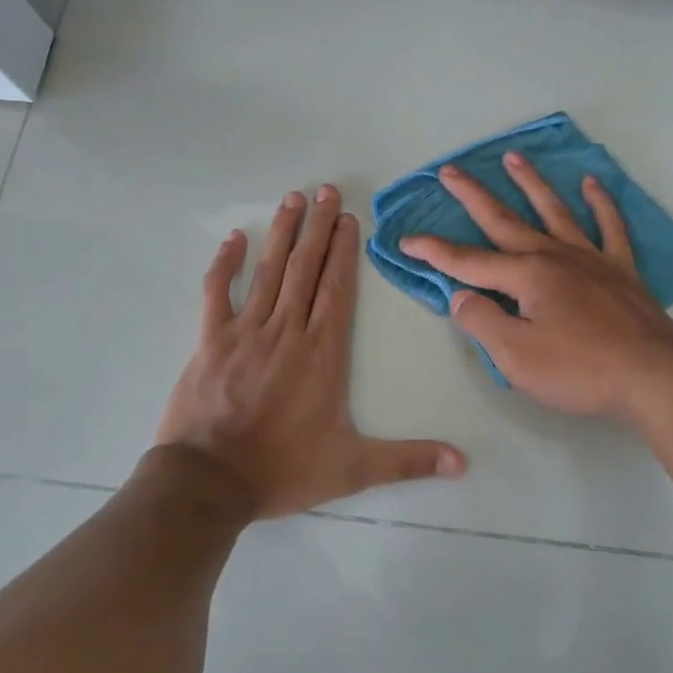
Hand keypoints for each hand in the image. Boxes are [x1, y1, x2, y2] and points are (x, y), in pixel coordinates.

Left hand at [155, 185, 466, 517]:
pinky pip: (218, 292)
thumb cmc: (283, 470)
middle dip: (319, 227)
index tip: (349, 218)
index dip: (344, 251)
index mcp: (322, 352)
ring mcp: (246, 331)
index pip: (337, 289)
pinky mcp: (211, 340)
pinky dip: (226, 264)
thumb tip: (463, 464)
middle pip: (307, 268)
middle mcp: (287, 330)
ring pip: (270, 271)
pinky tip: (236, 238)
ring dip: (284, 233)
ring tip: (294, 199)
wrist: (209, 483)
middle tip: (327, 190)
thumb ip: (408, 460)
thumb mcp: (353, 469)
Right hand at [397, 153, 672, 417]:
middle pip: (505, 220)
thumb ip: (482, 321)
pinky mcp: (621, 270)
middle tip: (450, 170)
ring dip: (530, 183)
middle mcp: (554, 255)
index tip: (405, 240)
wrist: (654, 376)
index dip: (433, 251)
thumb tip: (461, 295)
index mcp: (526, 275)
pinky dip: (600, 203)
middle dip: (472, 196)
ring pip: (554, 210)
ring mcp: (591, 258)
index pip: (468, 261)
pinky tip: (591, 183)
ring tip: (513, 157)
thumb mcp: (516, 356)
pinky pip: (609, 226)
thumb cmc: (580, 370)